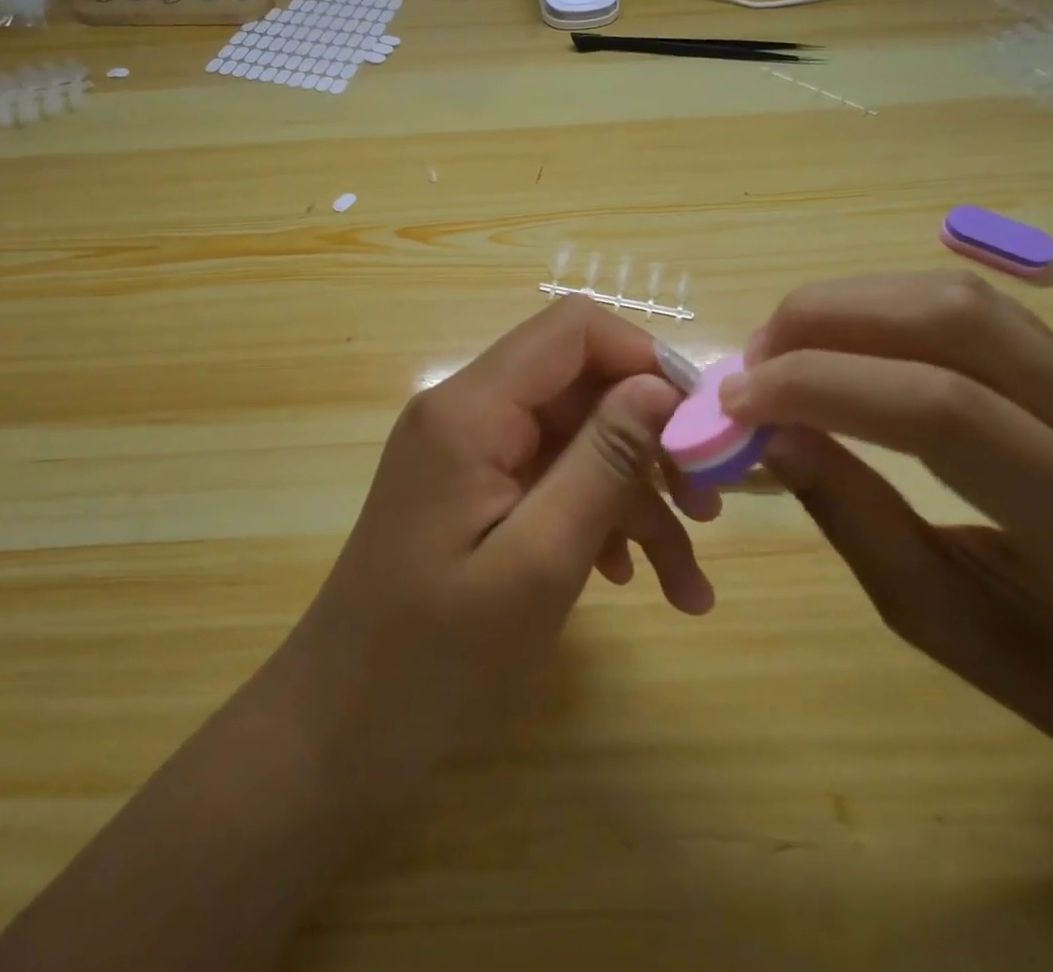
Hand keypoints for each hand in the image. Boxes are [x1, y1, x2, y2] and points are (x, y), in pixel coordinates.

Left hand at [273, 298, 712, 791]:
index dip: (645, 358)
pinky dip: (595, 516)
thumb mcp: (541, 558)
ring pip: (573, 439)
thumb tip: (659, 385)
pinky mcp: (470, 487)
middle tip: (708, 509)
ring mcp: (466, 449)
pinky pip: (548, 476)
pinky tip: (629, 578)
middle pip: (579, 385)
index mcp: (470, 408)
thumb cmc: (439, 653)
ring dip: (634, 498)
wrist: (344, 723)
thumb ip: (603, 462)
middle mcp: (465, 409)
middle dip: (649, 441)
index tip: (702, 423)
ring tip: (685, 581)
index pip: (572, 329)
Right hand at [723, 272, 1052, 789]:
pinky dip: (881, 309)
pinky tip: (837, 341)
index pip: (947, 414)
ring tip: (782, 348)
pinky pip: (972, 311)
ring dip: (848, 304)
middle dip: (828, 321)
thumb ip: (852, 516)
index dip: (824, 387)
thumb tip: (767, 433)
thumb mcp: (937, 623)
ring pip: (963, 300)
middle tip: (752, 362)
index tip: (736, 402)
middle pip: (958, 323)